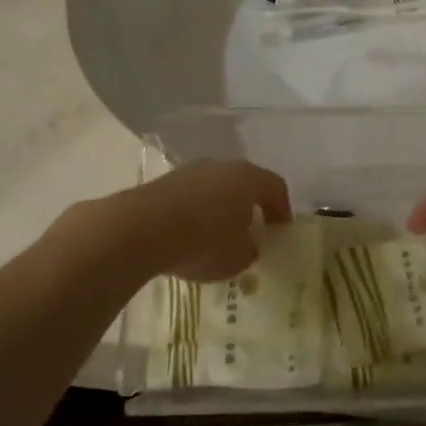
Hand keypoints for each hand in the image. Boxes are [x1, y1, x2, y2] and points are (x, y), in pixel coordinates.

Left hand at [95, 160, 290, 283]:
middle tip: (250, 233)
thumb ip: (250, 250)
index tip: (279, 232)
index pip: (276, 187)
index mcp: (248, 178)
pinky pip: (191, 195)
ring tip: (216, 238)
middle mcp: (223, 166)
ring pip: (216, 187)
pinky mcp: (166, 180)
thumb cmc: (203, 242)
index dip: (282, 210)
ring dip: (220, 209)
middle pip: (244, 183)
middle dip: (249, 207)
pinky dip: (195, 212)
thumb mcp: (237, 258)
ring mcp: (192, 170)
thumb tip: (248, 245)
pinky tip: (188, 236)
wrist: (143, 228)